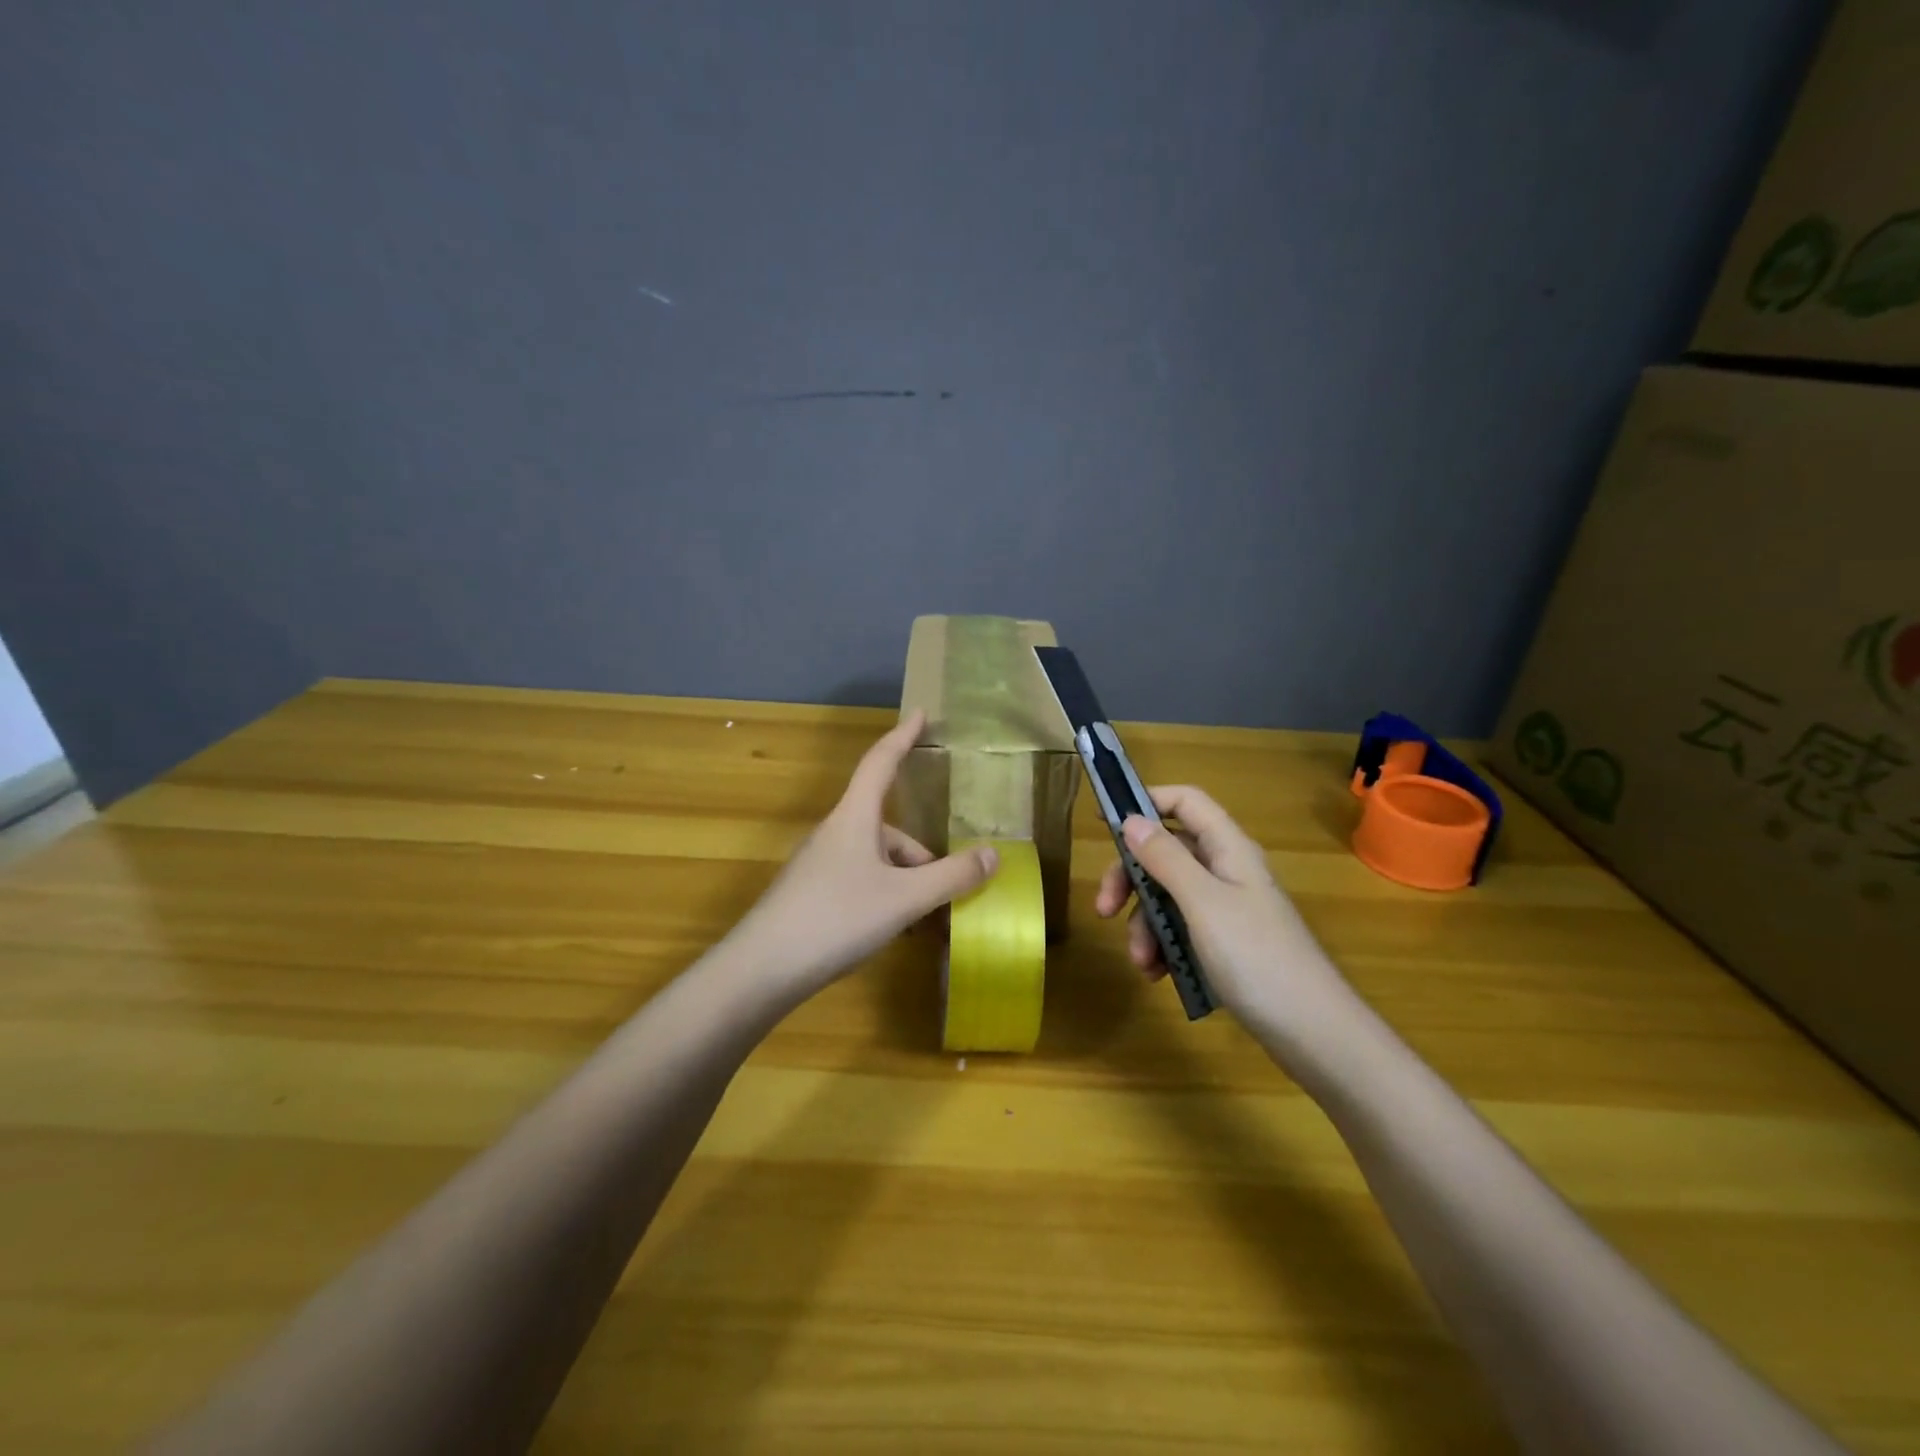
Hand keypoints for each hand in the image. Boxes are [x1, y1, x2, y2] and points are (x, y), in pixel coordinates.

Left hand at [726, 710, 998, 997]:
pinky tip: (892, 932)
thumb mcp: (904, 899)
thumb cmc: (836, 919)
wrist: (760, 970)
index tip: (921, 713)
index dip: (903, 736)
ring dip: (905, 883)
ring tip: (923, 924)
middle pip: (889, 828)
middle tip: (949, 893)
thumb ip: (951, 877)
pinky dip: (884, 898)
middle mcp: (835, 833)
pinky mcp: (810, 894)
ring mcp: (818, 864)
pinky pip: (859, 881)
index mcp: (854, 818)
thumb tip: (993, 855)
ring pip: (876, 860)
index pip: (881, 762)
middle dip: (923, 857)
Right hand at [1094, 785, 1349, 1031]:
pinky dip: (1164, 946)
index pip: (1186, 802)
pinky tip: (1158, 974)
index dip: (1147, 802)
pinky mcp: (1227, 943)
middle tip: (1104, 908)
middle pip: (1167, 853)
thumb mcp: (1202, 903)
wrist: (1314, 1033)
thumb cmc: (1257, 957)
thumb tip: (1132, 819)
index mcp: (1228, 849)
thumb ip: (1166, 858)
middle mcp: (1227, 871)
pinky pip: (1182, 929)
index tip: (1104, 821)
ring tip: (1141, 962)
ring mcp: (1228, 909)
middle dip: (1132, 879)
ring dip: (1145, 923)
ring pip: (1169, 896)